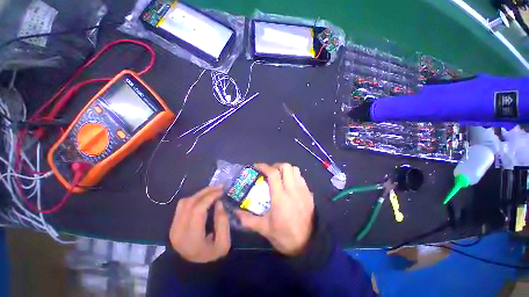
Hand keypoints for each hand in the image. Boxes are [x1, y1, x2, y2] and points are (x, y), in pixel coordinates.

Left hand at [169, 186, 230, 262]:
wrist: (192, 269)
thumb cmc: (210, 256)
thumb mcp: (223, 243)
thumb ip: (223, 222)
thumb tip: (219, 202)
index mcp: (191, 238)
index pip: (198, 210)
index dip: (210, 197)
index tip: (221, 191)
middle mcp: (178, 231)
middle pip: (190, 203)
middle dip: (206, 192)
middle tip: (219, 187)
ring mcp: (173, 227)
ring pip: (184, 202)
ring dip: (199, 193)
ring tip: (212, 191)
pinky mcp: (173, 225)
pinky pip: (182, 205)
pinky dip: (193, 198)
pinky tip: (203, 198)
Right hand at [236, 163, 314, 255]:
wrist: (309, 245)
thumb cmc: (285, 236)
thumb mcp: (264, 229)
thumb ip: (248, 219)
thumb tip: (235, 212)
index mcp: (280, 197)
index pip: (273, 174)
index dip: (264, 166)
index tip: (256, 166)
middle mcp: (293, 190)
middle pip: (286, 167)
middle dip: (276, 166)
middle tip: (269, 172)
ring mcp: (303, 190)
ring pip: (295, 170)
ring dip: (285, 170)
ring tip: (279, 177)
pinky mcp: (309, 194)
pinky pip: (301, 177)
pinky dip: (293, 176)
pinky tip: (289, 185)